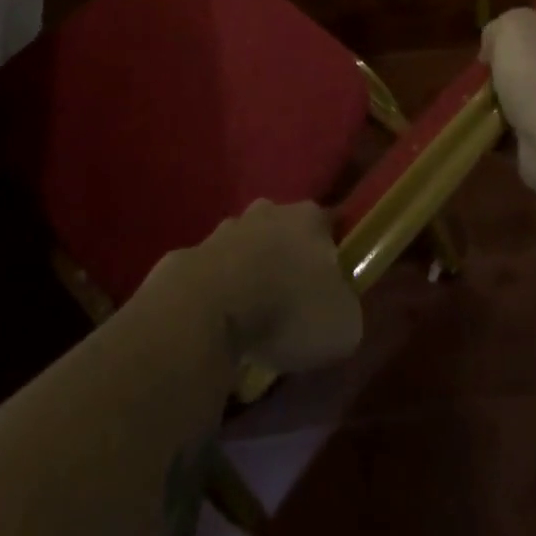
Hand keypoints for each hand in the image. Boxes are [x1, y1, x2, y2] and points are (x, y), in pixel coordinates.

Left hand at [158, 200, 362, 374]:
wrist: (208, 310)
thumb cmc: (288, 309)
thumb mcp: (343, 324)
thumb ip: (345, 308)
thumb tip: (337, 308)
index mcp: (310, 218)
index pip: (330, 227)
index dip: (334, 254)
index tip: (333, 286)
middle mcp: (268, 211)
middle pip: (284, 231)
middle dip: (288, 258)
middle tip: (292, 302)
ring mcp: (225, 229)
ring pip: (246, 248)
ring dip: (251, 273)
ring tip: (254, 317)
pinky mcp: (190, 254)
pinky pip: (214, 273)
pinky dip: (219, 293)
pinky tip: (222, 324)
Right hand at [481, 9, 535, 201]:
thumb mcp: (516, 27)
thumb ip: (503, 26)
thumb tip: (493, 45)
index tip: (517, 34)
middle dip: (521, 67)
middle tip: (491, 67)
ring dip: (512, 100)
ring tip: (483, 98)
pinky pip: (531, 130)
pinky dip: (509, 130)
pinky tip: (486, 125)